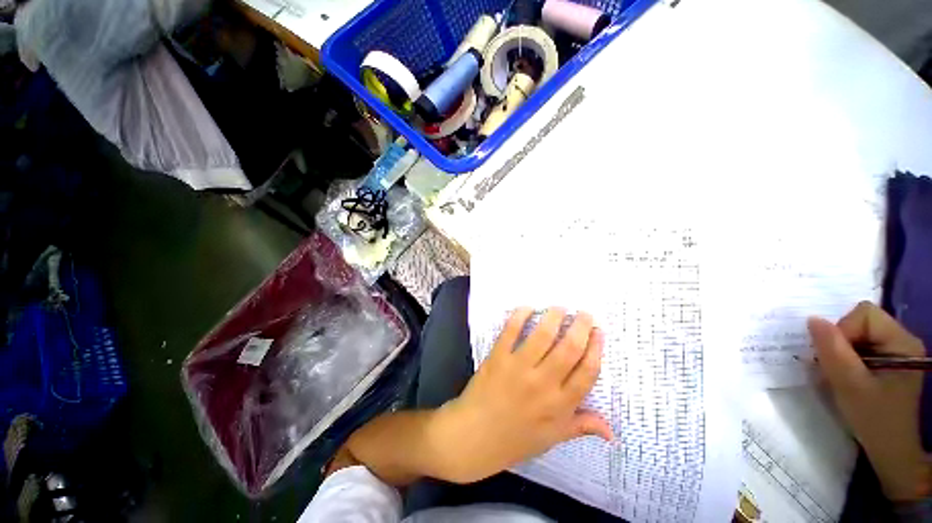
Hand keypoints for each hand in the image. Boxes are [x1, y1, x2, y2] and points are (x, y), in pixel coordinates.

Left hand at [430, 308, 611, 483]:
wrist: (473, 436)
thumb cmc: (515, 439)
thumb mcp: (552, 438)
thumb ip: (581, 427)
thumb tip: (613, 431)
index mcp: (560, 405)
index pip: (587, 372)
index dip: (596, 348)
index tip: (598, 332)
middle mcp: (543, 384)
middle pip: (569, 348)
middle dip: (581, 326)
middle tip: (584, 314)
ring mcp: (518, 368)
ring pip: (542, 336)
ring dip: (554, 317)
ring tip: (560, 308)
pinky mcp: (498, 357)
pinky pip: (511, 331)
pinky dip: (520, 316)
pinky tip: (528, 308)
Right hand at [808, 302, 929, 500]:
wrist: (890, 448)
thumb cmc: (873, 418)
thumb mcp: (849, 385)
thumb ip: (832, 350)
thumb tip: (812, 320)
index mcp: (902, 341)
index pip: (865, 315)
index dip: (843, 330)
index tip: (837, 359)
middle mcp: (903, 339)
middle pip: (862, 321)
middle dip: (842, 341)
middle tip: (836, 368)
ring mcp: (897, 349)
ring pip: (859, 333)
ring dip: (843, 350)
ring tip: (842, 374)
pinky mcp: (889, 359)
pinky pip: (862, 344)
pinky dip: (848, 357)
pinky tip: (849, 375)